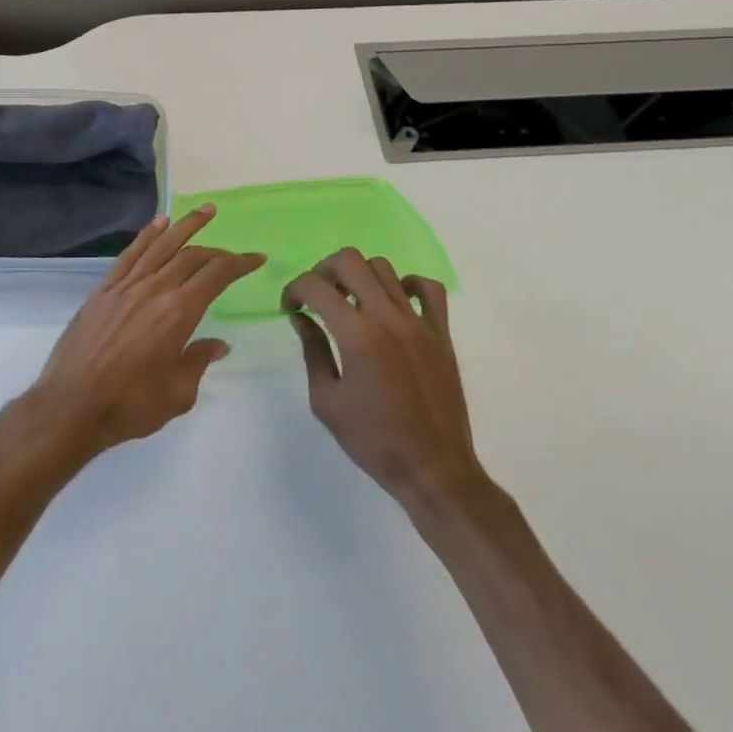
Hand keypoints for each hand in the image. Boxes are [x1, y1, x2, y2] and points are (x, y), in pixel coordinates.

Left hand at [26, 208, 263, 464]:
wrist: (72, 404)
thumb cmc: (130, 405)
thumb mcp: (178, 394)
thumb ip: (199, 361)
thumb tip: (218, 344)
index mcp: (178, 313)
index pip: (216, 276)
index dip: (239, 263)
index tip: (256, 258)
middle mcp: (155, 289)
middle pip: (191, 256)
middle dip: (217, 248)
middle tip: (234, 248)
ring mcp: (127, 285)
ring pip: (161, 245)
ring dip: (185, 225)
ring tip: (205, 211)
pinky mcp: (105, 289)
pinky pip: (131, 253)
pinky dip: (147, 234)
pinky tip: (159, 223)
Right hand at [284, 248, 482, 506]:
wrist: (434, 471)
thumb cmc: (374, 441)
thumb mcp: (326, 401)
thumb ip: (313, 352)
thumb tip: (302, 318)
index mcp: (357, 335)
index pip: (316, 286)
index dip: (294, 290)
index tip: (290, 308)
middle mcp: (388, 317)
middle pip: (350, 261)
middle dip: (324, 270)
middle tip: (318, 296)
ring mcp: (419, 322)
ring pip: (384, 268)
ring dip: (360, 277)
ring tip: (352, 302)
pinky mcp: (441, 334)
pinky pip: (429, 289)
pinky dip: (408, 285)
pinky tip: (395, 303)